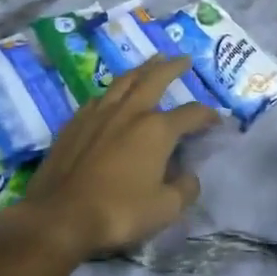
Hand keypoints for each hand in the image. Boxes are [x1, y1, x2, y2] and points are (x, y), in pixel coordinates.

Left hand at [0, 56, 221, 260]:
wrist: (59, 217)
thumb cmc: (118, 212)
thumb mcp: (165, 208)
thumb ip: (185, 188)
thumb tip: (189, 175)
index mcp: (156, 130)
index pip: (191, 114)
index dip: (208, 115)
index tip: (217, 120)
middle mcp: (129, 112)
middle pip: (154, 79)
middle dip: (172, 68)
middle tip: (183, 59)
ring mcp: (97, 115)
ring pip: (123, 82)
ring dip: (141, 69)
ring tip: (151, 63)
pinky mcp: (73, 124)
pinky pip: (98, 98)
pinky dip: (112, 91)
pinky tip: (112, 95)